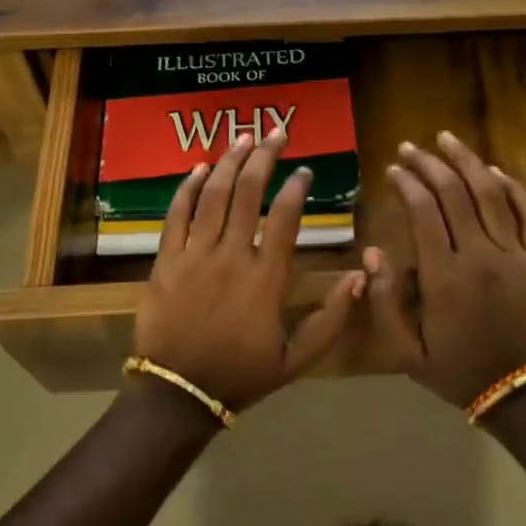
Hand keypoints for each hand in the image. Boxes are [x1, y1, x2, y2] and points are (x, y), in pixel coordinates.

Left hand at [135, 131, 366, 413]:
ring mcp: (194, 255)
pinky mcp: (165, 260)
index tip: (305, 170)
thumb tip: (360, 275)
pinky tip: (200, 167)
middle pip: (248, 193)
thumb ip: (332, 318)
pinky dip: (188, 188)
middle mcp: (231, 256)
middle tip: (276, 132)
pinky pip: (176, 215)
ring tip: (243, 137)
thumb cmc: (241, 375)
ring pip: (213, 196)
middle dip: (264, 157)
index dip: (296, 188)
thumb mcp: (297, 358)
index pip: (284, 218)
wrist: (177, 393)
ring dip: (229, 162)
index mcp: (266, 278)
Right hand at [366, 131, 525, 408]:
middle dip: (429, 163)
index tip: (393, 169)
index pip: (423, 212)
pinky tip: (493, 170)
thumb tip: (372, 253)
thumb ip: (385, 302)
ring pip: (490, 193)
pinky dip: (511, 187)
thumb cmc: (457, 369)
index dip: (407, 184)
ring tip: (447, 139)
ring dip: (467, 161)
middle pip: (454, 193)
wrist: (521, 390)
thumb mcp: (406, 350)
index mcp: (444, 276)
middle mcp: (479, 254)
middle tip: (410, 147)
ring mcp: (515, 253)